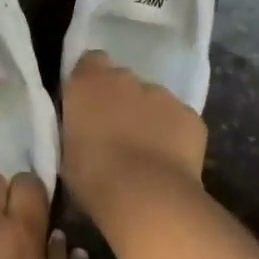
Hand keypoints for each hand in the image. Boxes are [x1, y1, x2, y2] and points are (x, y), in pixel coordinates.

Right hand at [61, 51, 207, 212]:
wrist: (147, 197)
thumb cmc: (93, 177)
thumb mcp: (67, 151)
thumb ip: (77, 128)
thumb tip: (85, 129)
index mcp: (88, 84)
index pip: (90, 61)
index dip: (91, 80)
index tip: (89, 104)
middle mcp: (125, 79)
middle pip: (123, 80)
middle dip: (120, 99)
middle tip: (116, 132)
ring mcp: (162, 95)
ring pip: (153, 99)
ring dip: (148, 117)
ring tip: (146, 152)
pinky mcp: (190, 116)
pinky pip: (178, 120)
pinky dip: (174, 134)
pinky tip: (169, 161)